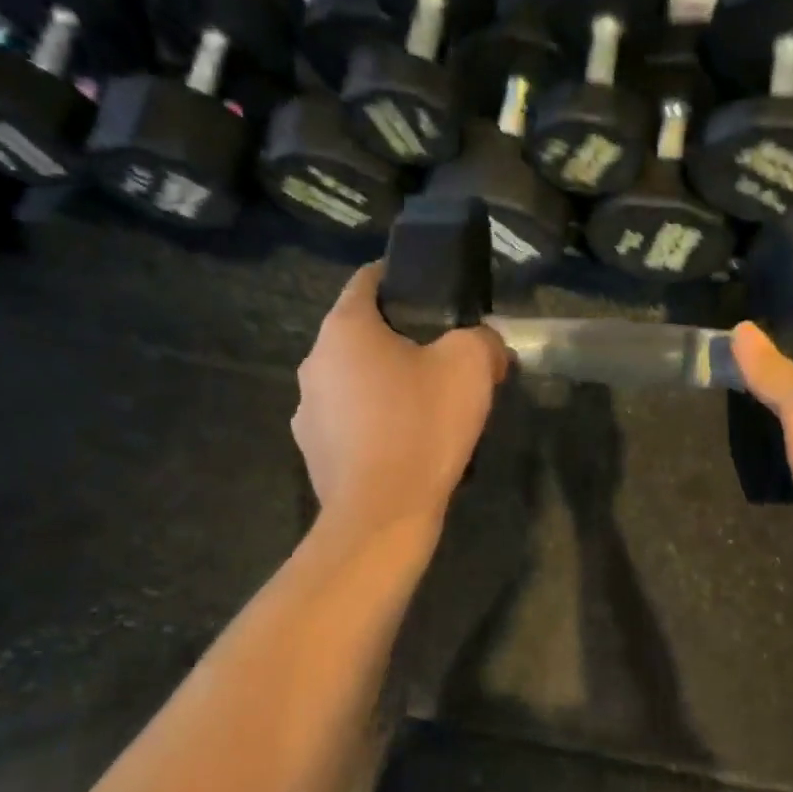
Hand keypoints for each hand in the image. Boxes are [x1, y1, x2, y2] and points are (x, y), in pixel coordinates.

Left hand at [293, 263, 508, 531]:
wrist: (382, 514)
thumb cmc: (422, 425)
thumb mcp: (470, 365)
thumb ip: (482, 338)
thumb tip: (486, 343)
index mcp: (344, 328)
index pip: (367, 279)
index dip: (399, 277)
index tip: (431, 291)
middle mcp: (314, 361)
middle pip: (359, 332)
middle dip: (398, 337)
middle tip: (441, 354)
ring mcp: (307, 410)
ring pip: (352, 378)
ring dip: (383, 381)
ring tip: (424, 403)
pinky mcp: (311, 451)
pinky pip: (347, 419)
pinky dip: (372, 420)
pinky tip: (403, 441)